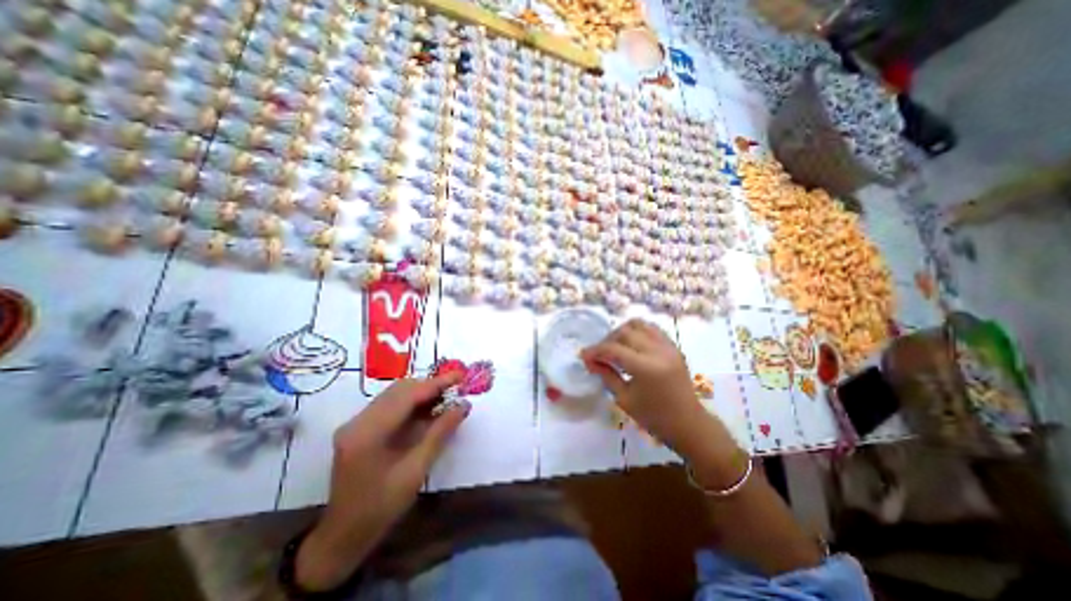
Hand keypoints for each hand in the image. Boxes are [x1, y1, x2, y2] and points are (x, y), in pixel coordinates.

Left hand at [298, 376, 468, 592]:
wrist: (343, 537)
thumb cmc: (381, 508)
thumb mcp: (416, 471)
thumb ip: (440, 433)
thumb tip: (463, 405)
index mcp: (367, 433)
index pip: (407, 396)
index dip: (436, 384)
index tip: (460, 376)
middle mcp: (358, 421)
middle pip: (399, 389)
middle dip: (430, 386)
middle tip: (456, 387)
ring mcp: (356, 423)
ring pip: (395, 394)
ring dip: (422, 392)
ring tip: (446, 397)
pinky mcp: (359, 428)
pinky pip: (390, 404)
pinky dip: (412, 403)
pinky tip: (428, 409)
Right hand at [582, 321, 742, 475]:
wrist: (689, 424)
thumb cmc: (654, 417)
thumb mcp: (624, 399)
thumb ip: (606, 375)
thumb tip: (589, 361)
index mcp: (646, 367)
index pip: (613, 349)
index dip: (595, 350)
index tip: (583, 355)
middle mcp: (658, 351)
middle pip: (624, 332)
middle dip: (606, 340)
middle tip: (598, 354)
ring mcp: (668, 346)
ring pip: (638, 324)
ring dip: (622, 331)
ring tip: (614, 345)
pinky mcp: (673, 346)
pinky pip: (651, 329)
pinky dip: (637, 331)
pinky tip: (631, 344)